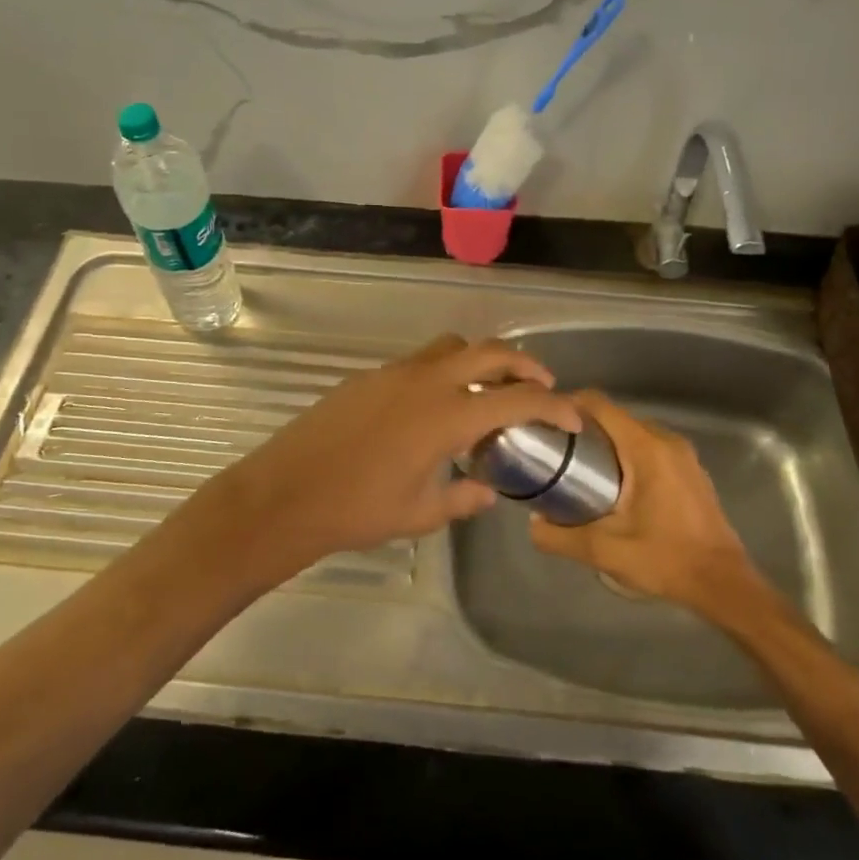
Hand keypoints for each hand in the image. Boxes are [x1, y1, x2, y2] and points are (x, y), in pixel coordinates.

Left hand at [200, 335, 580, 584]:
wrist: (285, 493)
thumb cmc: (358, 509)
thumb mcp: (419, 513)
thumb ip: (462, 498)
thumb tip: (486, 490)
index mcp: (448, 415)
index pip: (517, 399)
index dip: (553, 406)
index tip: (572, 416)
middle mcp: (427, 381)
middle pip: (490, 351)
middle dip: (524, 363)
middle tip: (540, 385)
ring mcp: (395, 372)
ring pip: (452, 346)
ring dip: (481, 359)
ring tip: (489, 388)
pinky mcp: (370, 376)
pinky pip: (420, 361)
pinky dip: (444, 371)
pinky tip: (435, 406)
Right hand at [529, 391, 763, 612]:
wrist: (723, 584)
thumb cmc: (666, 559)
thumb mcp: (605, 551)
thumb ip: (561, 537)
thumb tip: (533, 524)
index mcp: (646, 448)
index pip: (600, 405)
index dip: (568, 405)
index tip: (545, 421)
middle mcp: (666, 440)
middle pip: (615, 417)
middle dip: (583, 427)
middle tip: (555, 449)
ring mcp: (683, 455)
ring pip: (633, 433)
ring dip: (606, 443)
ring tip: (578, 468)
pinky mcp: (690, 470)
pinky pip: (651, 448)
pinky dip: (627, 455)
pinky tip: (613, 486)